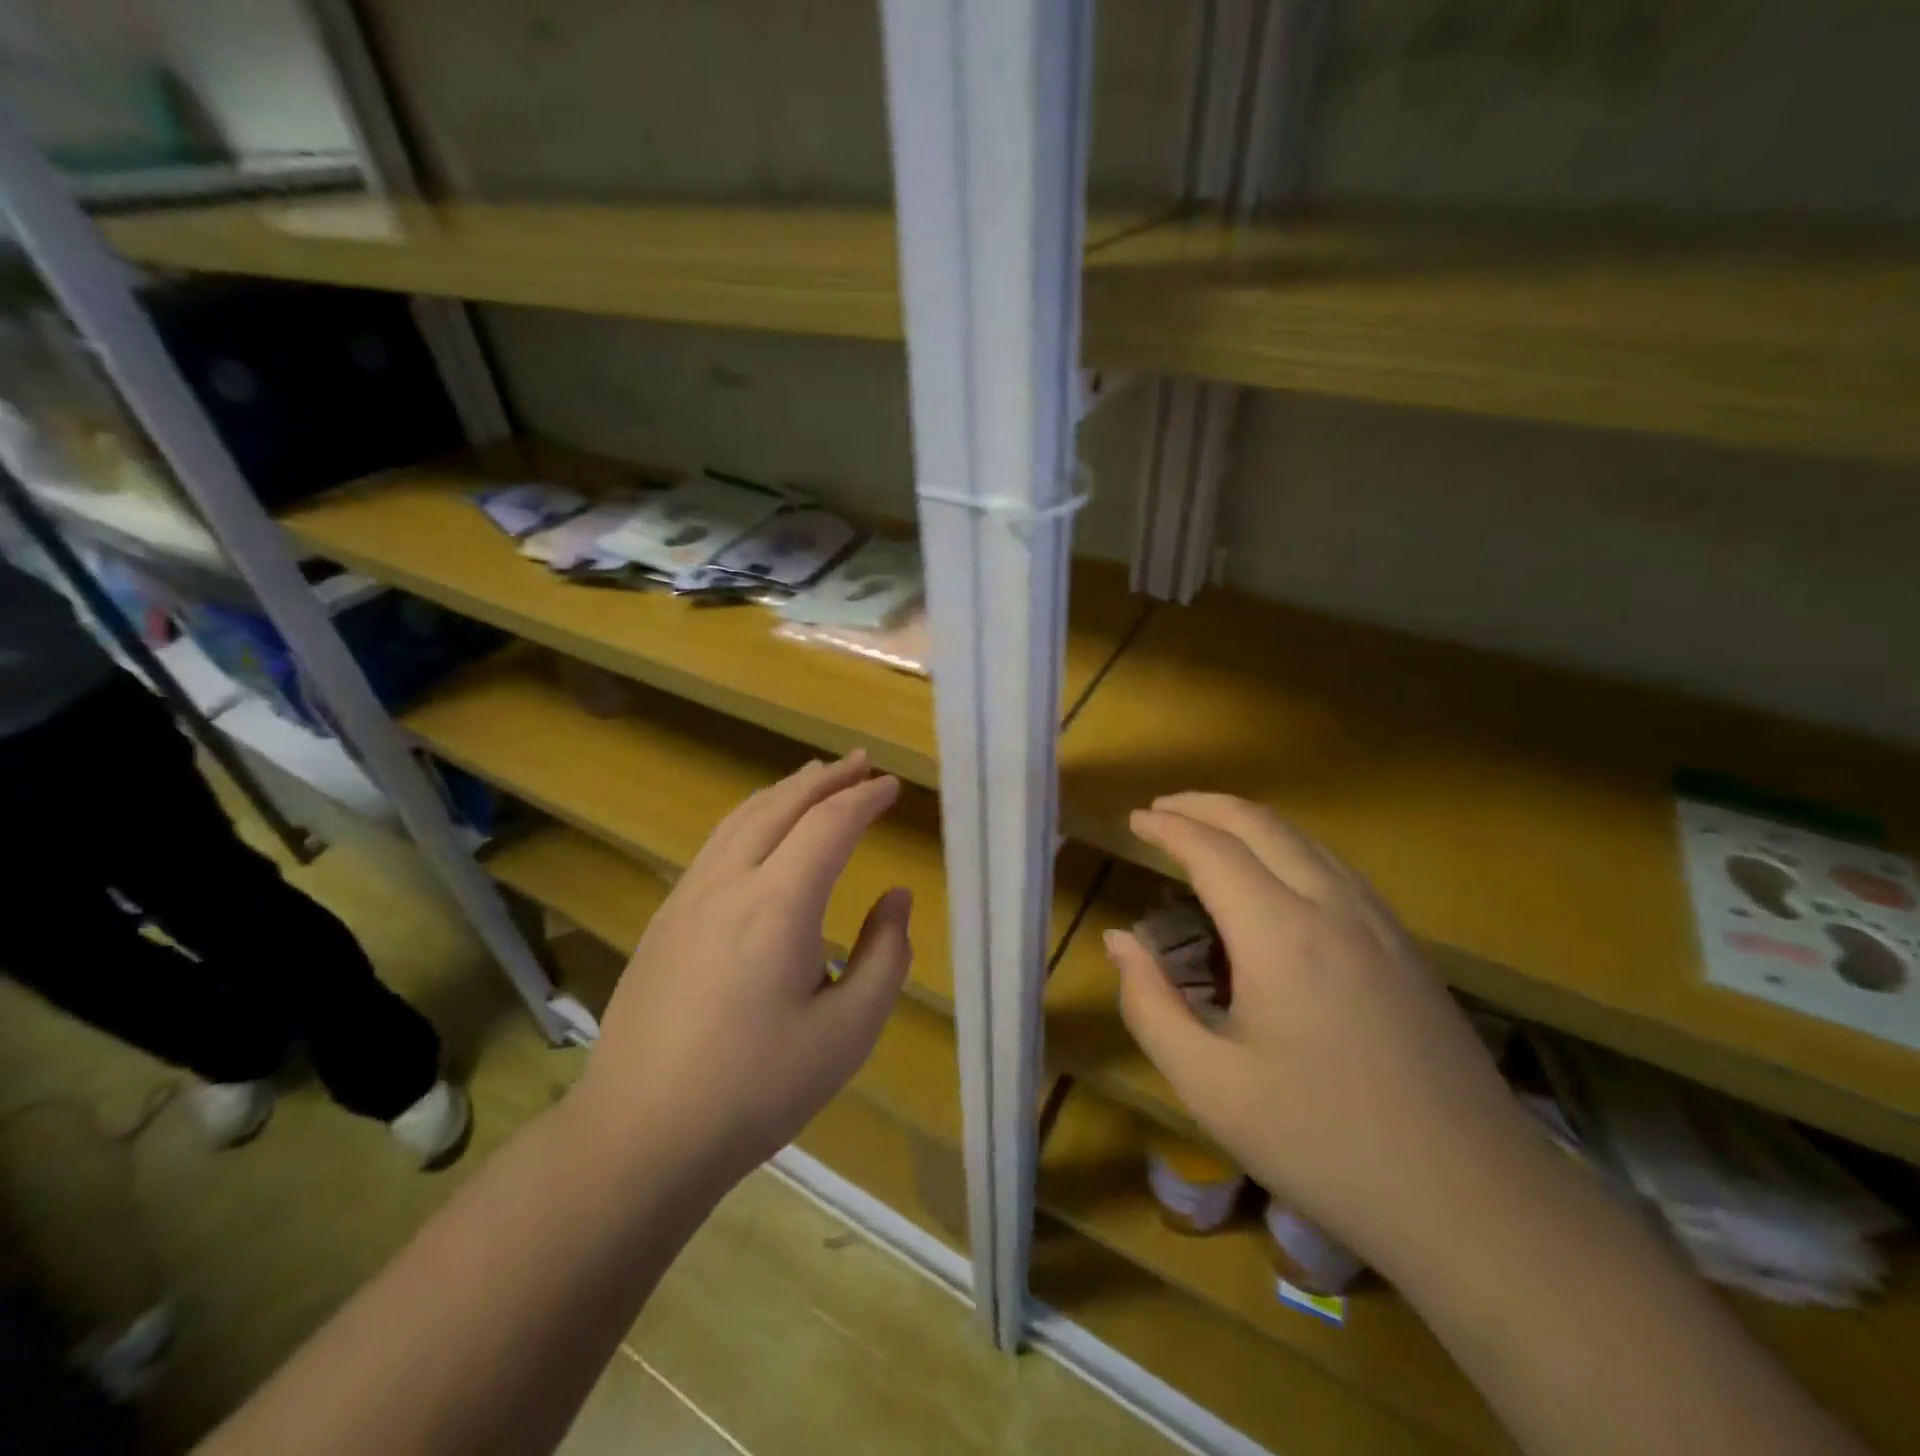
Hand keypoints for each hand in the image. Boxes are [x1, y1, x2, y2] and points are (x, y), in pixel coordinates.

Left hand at [573, 750, 912, 1187]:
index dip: (865, 798)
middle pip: (781, 804)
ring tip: (815, 776)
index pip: (830, 824)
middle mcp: (729, 882)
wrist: (640, 1133)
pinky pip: (717, 842)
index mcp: (778, 905)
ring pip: (742, 816)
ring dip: (785, 790)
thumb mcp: (848, 1032)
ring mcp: (688, 896)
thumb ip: (886, 956)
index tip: (892, 786)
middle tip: (860, 762)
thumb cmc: (756, 1089)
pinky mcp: (666, 916)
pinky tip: (761, 828)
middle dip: (826, 778)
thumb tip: (895, 897)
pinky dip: (752, 814)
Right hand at [1108, 793, 1541, 1275]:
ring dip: (1248, 821)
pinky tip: (1275, 875)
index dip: (1168, 827)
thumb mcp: (1210, 1085)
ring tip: (1207, 829)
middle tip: (1161, 809)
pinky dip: (1288, 847)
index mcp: (1281, 935)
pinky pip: (1335, 867)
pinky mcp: (1406, 947)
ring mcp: (1380, 923)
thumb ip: (1150, 1005)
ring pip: (1305, 840)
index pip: (1213, 851)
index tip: (1134, 820)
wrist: (1476, 1202)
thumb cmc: (1324, 1143)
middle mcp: (1333, 907)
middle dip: (1205, 805)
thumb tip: (1119, 942)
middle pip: (1262, 825)